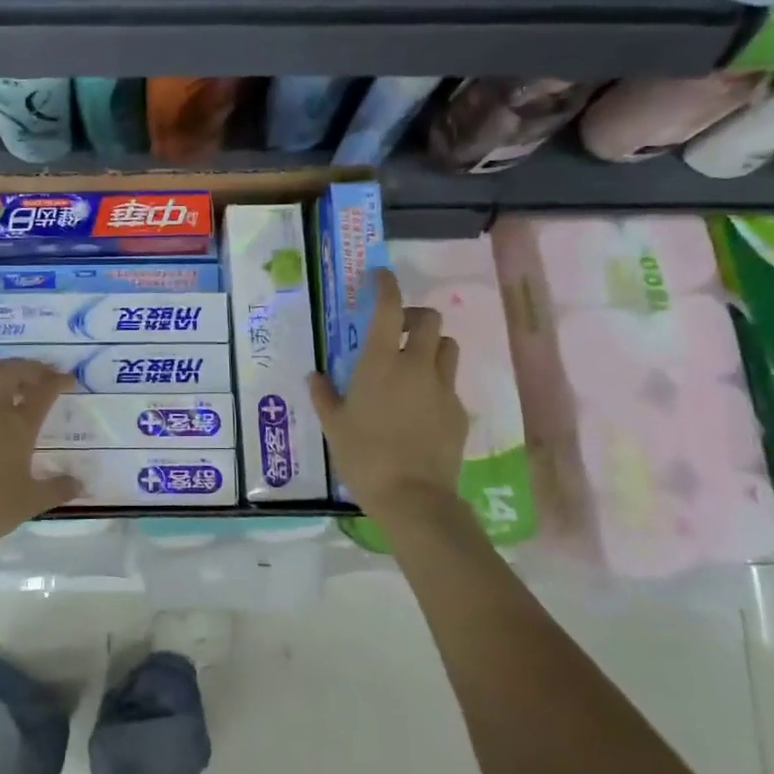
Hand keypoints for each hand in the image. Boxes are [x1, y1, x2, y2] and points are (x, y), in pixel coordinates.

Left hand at [0, 360, 82, 552]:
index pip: (44, 392)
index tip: (67, 380)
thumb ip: (57, 489)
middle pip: (10, 372)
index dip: (58, 381)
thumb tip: (80, 484)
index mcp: (18, 426)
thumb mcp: (30, 503)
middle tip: (36, 375)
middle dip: (27, 368)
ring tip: (1, 379)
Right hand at [309, 268, 468, 514]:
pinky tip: (421, 406)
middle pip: (430, 319)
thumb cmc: (364, 456)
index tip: (380, 276)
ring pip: (448, 347)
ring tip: (414, 364)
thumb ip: (324, 396)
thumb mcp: (334, 426)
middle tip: (398, 330)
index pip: (388, 308)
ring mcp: (443, 388)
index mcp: (380, 363)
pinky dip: (437, 382)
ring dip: (432, 345)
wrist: (413, 497)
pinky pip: (450, 384)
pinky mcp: (459, 411)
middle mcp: (416, 366)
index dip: (386, 286)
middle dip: (415, 316)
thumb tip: (315, 376)